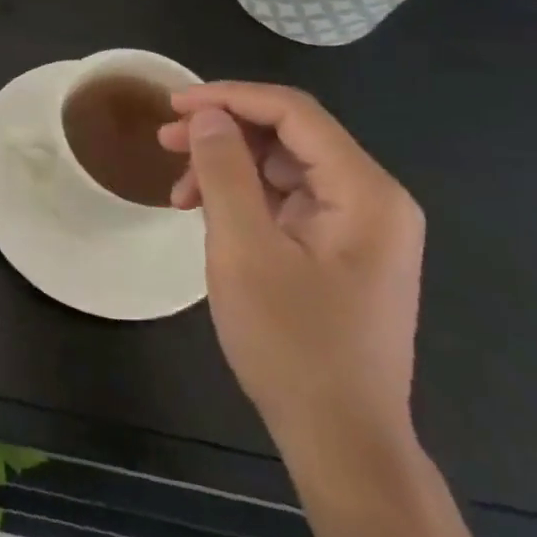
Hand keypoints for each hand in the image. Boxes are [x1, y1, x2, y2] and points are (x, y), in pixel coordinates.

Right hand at [159, 83, 423, 458]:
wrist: (340, 439)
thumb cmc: (292, 343)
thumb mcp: (244, 249)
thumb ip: (224, 172)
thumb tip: (207, 115)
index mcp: (366, 192)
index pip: (294, 113)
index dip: (229, 97)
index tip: (171, 106)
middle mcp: (373, 200)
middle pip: (290, 136)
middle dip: (223, 132)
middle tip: (163, 141)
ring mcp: (359, 228)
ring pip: (283, 168)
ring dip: (226, 168)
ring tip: (177, 191)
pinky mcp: (340, 251)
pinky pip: (286, 201)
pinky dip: (242, 199)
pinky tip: (205, 215)